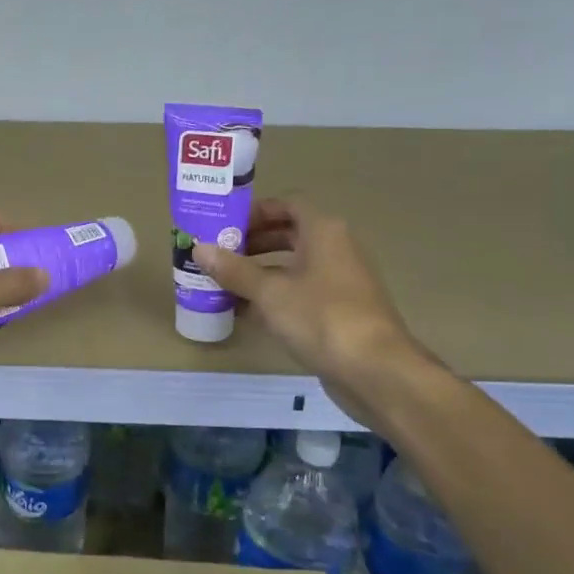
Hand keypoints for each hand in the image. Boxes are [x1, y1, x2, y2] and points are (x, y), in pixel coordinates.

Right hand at [194, 199, 421, 388]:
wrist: (374, 370)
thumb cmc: (321, 317)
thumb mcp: (270, 292)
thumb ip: (234, 270)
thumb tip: (199, 248)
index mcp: (324, 231)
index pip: (288, 204)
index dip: (256, 211)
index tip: (225, 225)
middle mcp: (336, 249)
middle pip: (289, 234)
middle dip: (252, 243)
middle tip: (218, 254)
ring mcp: (340, 282)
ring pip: (293, 266)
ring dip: (259, 272)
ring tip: (223, 283)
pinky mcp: (339, 311)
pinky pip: (300, 292)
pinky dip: (274, 296)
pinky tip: (245, 312)